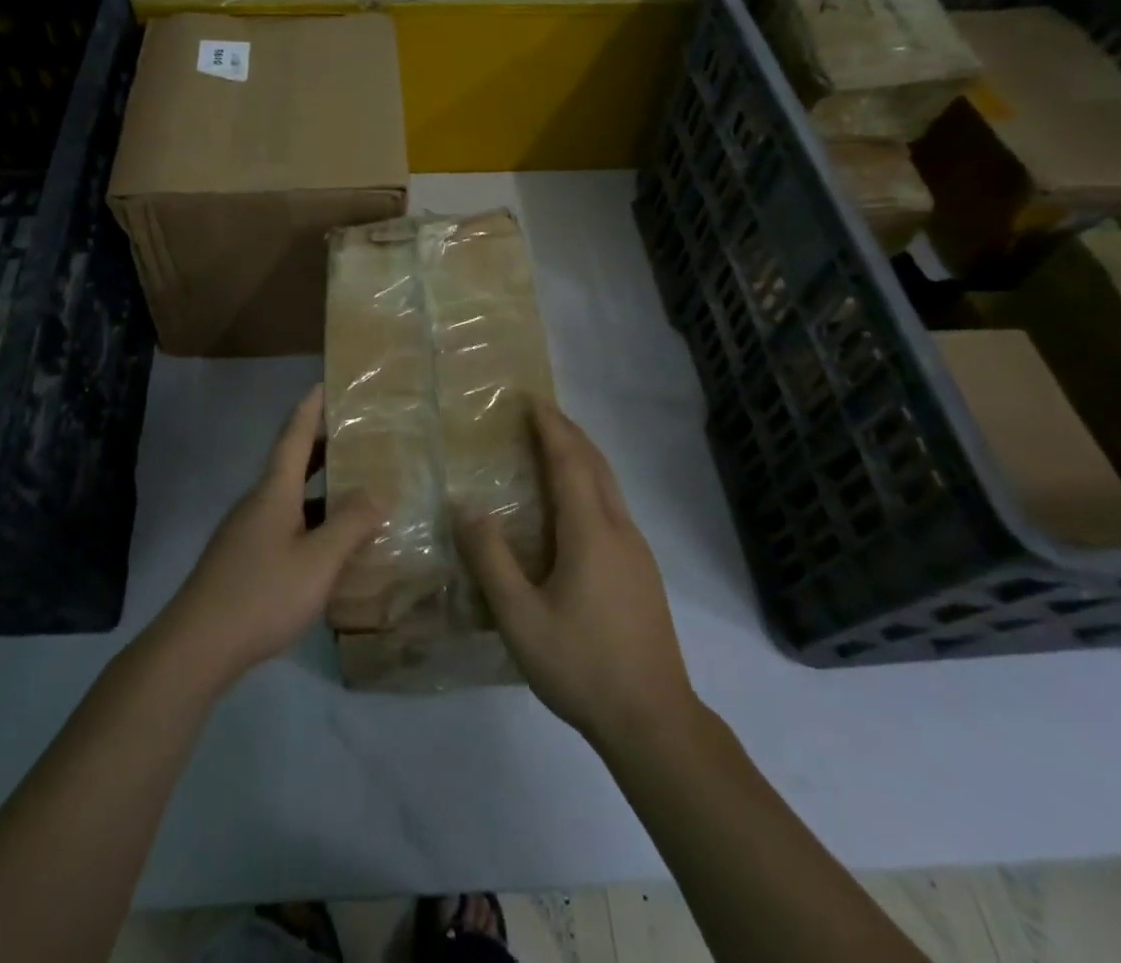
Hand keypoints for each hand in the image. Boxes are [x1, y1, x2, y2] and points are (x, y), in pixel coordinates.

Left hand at [153, 385, 381, 691]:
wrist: (195, 646)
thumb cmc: (261, 593)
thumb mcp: (318, 562)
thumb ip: (350, 525)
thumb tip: (376, 494)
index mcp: (274, 491)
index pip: (294, 436)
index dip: (310, 408)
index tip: (324, 384)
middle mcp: (257, 502)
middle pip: (291, 463)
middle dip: (321, 446)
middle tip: (356, 437)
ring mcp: (246, 531)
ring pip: (288, 497)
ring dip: (318, 487)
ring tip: (353, 489)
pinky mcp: (241, 558)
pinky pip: (282, 523)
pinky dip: (308, 518)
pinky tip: (327, 543)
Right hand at [458, 402, 694, 744]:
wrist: (654, 720)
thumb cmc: (582, 664)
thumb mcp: (520, 617)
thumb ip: (491, 560)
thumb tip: (466, 508)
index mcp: (590, 532)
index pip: (569, 461)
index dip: (550, 427)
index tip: (531, 399)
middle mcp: (619, 530)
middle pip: (595, 464)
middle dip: (568, 433)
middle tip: (539, 413)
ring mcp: (637, 551)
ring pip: (609, 486)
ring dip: (582, 457)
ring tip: (553, 448)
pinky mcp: (642, 572)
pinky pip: (613, 507)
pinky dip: (590, 484)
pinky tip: (573, 507)